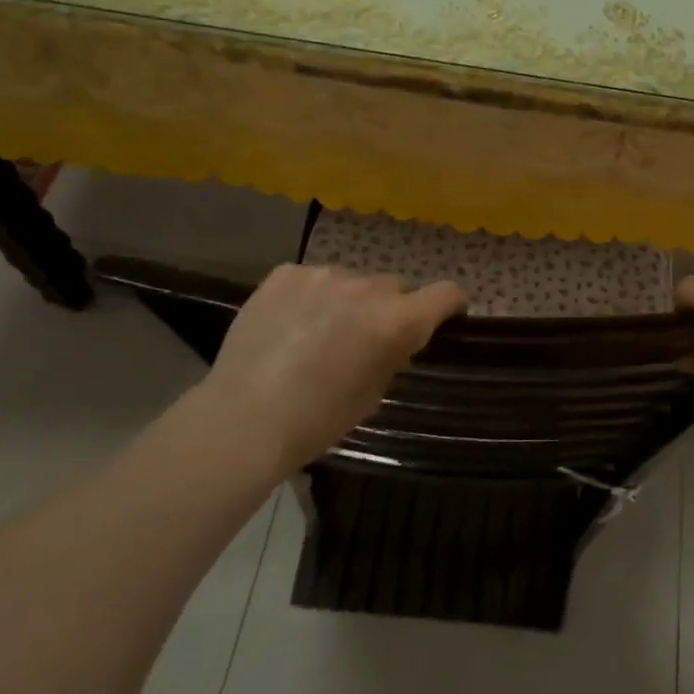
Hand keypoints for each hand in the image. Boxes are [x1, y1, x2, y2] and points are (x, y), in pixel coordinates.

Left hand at [204, 264, 464, 469]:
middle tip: (365, 337)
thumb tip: (393, 338)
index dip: (449, 305)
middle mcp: (367, 288)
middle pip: (395, 286)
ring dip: (348, 300)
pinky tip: (289, 324)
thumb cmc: (317, 420)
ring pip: (352, 281)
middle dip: (389, 307)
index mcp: (397, 321)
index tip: (443, 318)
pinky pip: (312, 278)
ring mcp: (323, 275)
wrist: (243, 419)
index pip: (446, 292)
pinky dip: (311, 296)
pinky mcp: (285, 274)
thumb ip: (392, 354)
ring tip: (319, 332)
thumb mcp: (373, 393)